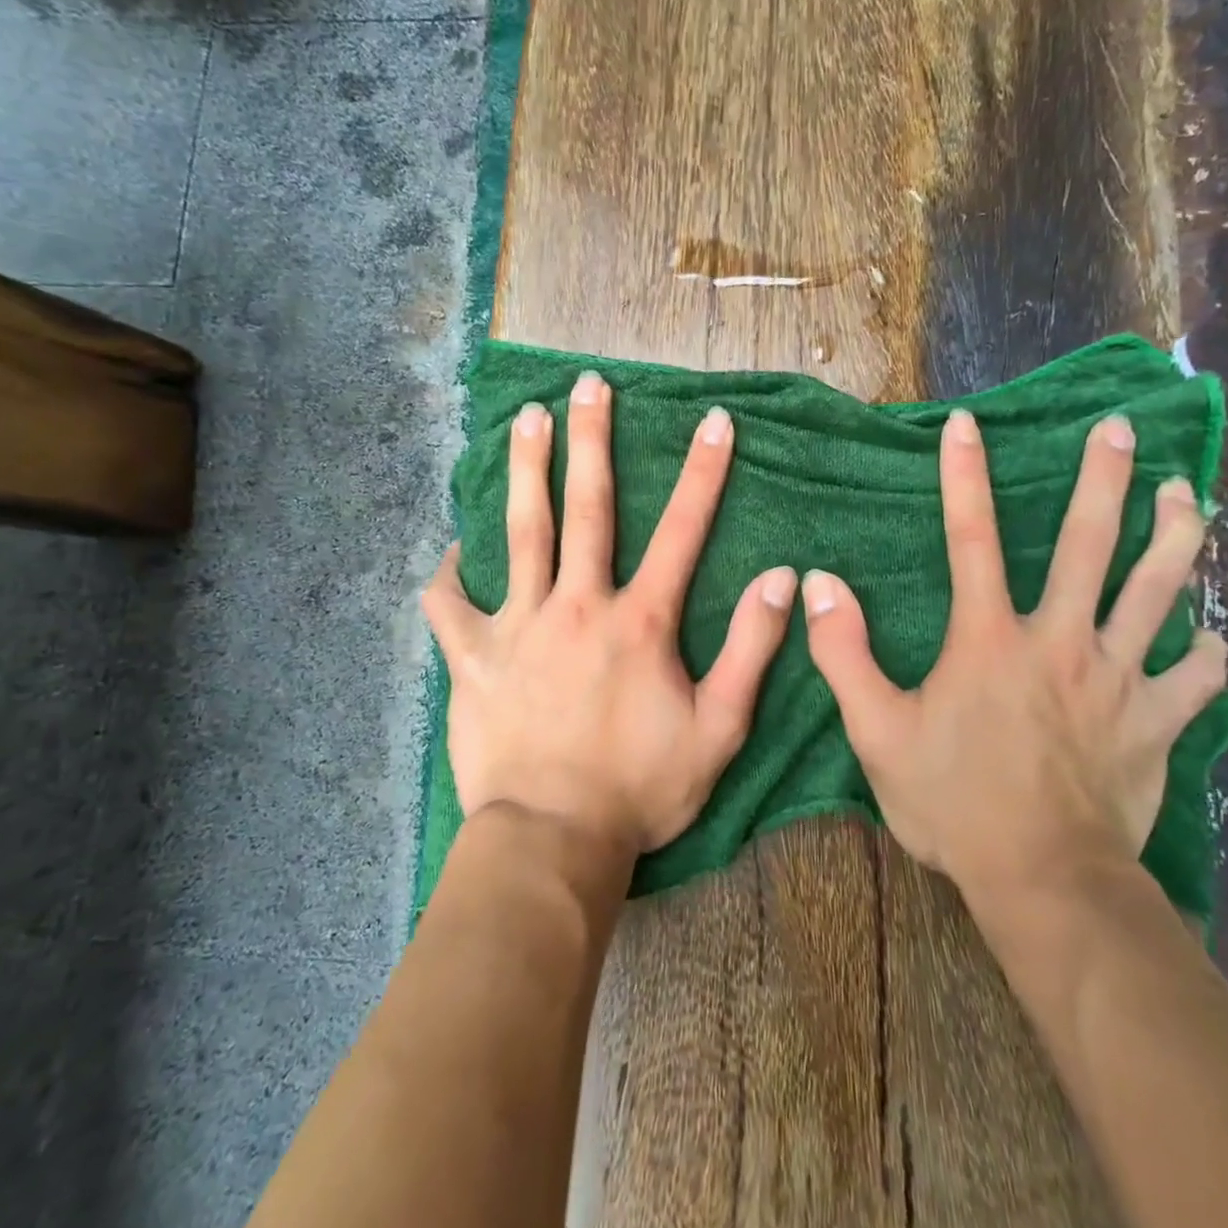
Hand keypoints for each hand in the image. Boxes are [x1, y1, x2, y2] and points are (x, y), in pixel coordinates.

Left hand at [422, 370, 796, 862]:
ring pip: (521, 533)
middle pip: (587, 508)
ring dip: (525, 470)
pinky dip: (448, 575)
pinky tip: (452, 551)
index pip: (682, 530)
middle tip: (588, 386)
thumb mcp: (719, 729)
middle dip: (591, 440)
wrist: (553, 841)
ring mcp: (518, 628)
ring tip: (525, 418)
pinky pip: (449, 606)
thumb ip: (752, 649)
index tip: (713, 420)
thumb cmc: (641, 789)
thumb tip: (780, 578)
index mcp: (639, 622)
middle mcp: (578, 606)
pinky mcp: (473, 659)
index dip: (703, 472)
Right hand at [802, 410, 1227, 902]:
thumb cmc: (953, 802)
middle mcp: (1060, 641)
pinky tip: (1213, 640)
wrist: (1043, 880)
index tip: (966, 424)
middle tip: (1119, 428)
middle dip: (1103, 479)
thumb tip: (819, 584)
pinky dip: (1206, 657)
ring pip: (1157, 593)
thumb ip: (843, 653)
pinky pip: (1195, 680)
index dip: (964, 477)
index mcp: (989, 639)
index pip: (970, 538)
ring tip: (1184, 493)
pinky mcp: (1155, 724)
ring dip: (1173, 537)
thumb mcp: (875, 731)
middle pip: (1088, 544)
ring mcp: (1117, 680)